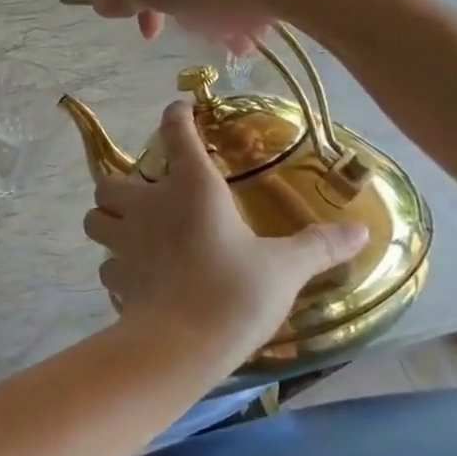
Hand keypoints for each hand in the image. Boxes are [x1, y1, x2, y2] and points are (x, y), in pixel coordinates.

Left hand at [82, 102, 370, 367]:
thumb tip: (362, 230)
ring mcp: (124, 243)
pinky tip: (136, 278)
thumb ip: (319, 246)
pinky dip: (116, 267)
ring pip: (94, 220)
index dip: (175, 117)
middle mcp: (148, 207)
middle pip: (109, 180)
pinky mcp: (115, 280)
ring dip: (106, 221)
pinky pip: (105, 266)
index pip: (176, 135)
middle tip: (142, 196)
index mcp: (192, 189)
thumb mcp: (285, 268)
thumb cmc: (234, 293)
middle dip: (119, 184)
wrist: (182, 346)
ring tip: (127, 231)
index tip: (179, 109)